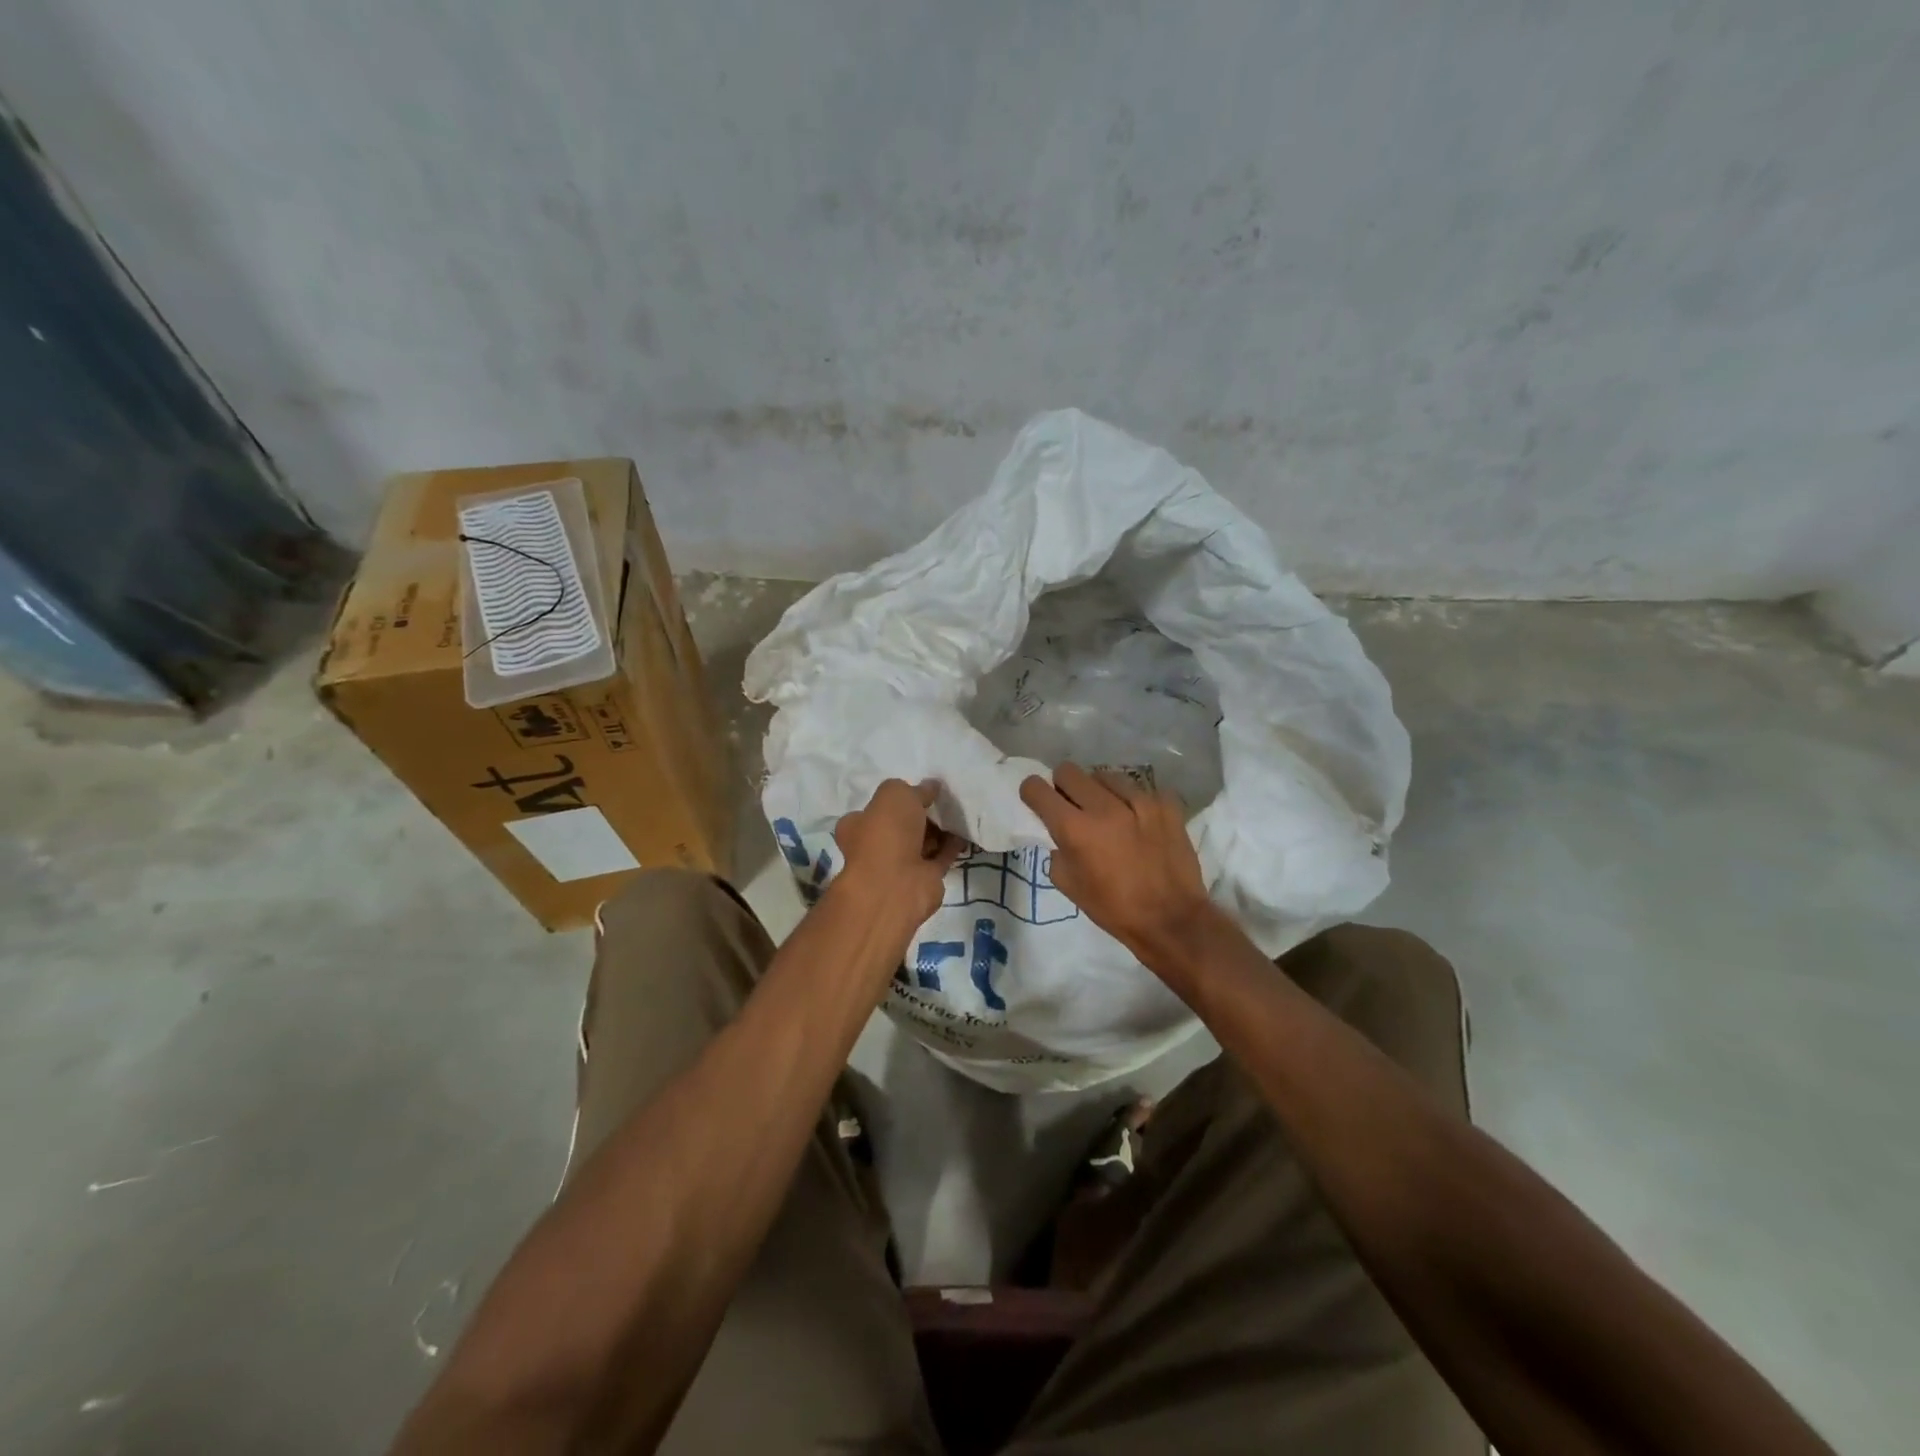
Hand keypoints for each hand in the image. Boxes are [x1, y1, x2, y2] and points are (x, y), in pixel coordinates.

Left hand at [832, 779, 966, 927]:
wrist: (896, 884)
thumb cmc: (886, 832)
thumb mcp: (896, 794)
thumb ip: (915, 789)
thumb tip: (930, 787)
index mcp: (857, 826)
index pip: (874, 809)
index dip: (896, 800)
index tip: (918, 791)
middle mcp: (875, 846)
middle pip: (901, 825)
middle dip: (921, 815)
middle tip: (942, 801)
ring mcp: (899, 865)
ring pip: (921, 842)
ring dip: (938, 831)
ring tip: (957, 813)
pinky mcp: (923, 879)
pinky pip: (939, 857)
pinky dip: (951, 846)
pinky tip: (964, 832)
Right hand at [1020, 764, 1215, 968]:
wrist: (1172, 920)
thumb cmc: (1114, 908)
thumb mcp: (1069, 886)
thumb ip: (1057, 851)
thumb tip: (1059, 833)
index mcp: (1075, 829)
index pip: (1037, 789)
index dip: (1032, 792)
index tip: (1038, 801)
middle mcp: (1104, 807)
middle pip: (1069, 771)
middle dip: (1063, 786)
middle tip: (1073, 807)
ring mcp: (1139, 800)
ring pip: (1105, 776)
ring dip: (1100, 792)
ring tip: (1111, 815)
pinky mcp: (1166, 803)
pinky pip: (1140, 789)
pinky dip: (1134, 803)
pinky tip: (1140, 823)